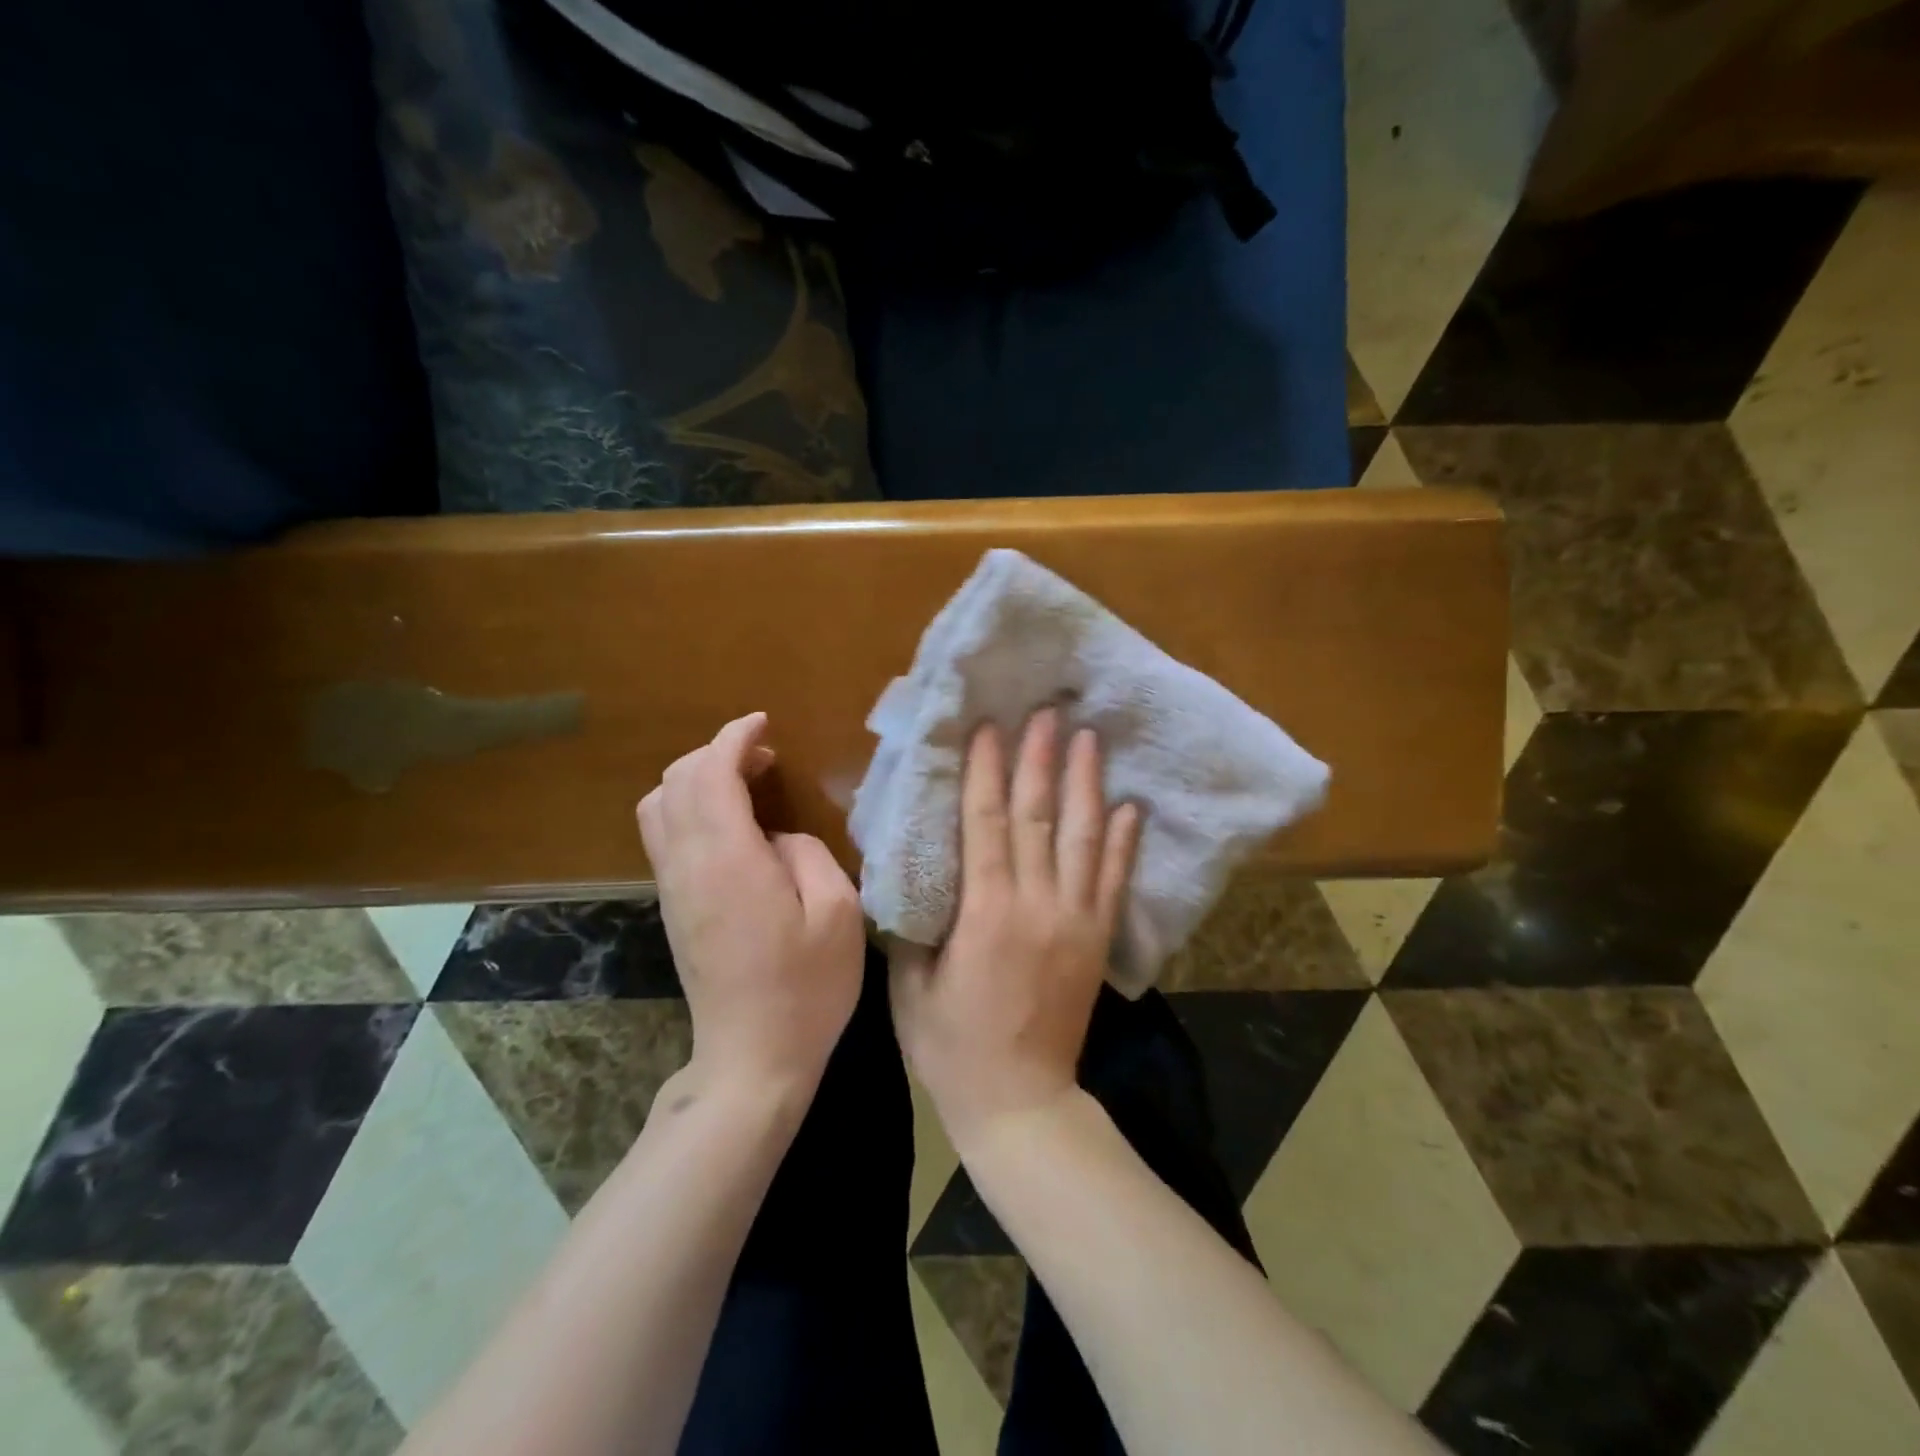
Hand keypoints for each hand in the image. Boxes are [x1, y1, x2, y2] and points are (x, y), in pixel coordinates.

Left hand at [637, 712, 865, 1099]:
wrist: (752, 1057)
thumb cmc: (807, 986)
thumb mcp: (838, 912)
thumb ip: (807, 853)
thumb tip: (777, 836)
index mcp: (729, 859)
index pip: (711, 773)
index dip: (734, 738)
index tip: (764, 725)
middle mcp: (688, 865)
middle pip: (676, 781)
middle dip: (715, 753)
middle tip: (763, 757)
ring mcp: (674, 887)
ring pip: (659, 807)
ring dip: (696, 779)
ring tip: (744, 784)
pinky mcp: (673, 907)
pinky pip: (664, 835)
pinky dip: (689, 808)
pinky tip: (730, 825)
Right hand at [890, 709, 1140, 1151]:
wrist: (1020, 1102)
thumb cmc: (951, 1046)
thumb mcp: (910, 985)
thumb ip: (915, 922)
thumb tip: (916, 868)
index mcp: (986, 912)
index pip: (988, 823)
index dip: (988, 771)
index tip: (991, 727)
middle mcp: (1037, 905)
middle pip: (1039, 817)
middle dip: (1041, 759)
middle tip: (1047, 711)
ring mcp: (1075, 920)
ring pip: (1083, 838)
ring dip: (1086, 784)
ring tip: (1089, 738)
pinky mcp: (1098, 940)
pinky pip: (1114, 881)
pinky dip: (1123, 842)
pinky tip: (1130, 807)